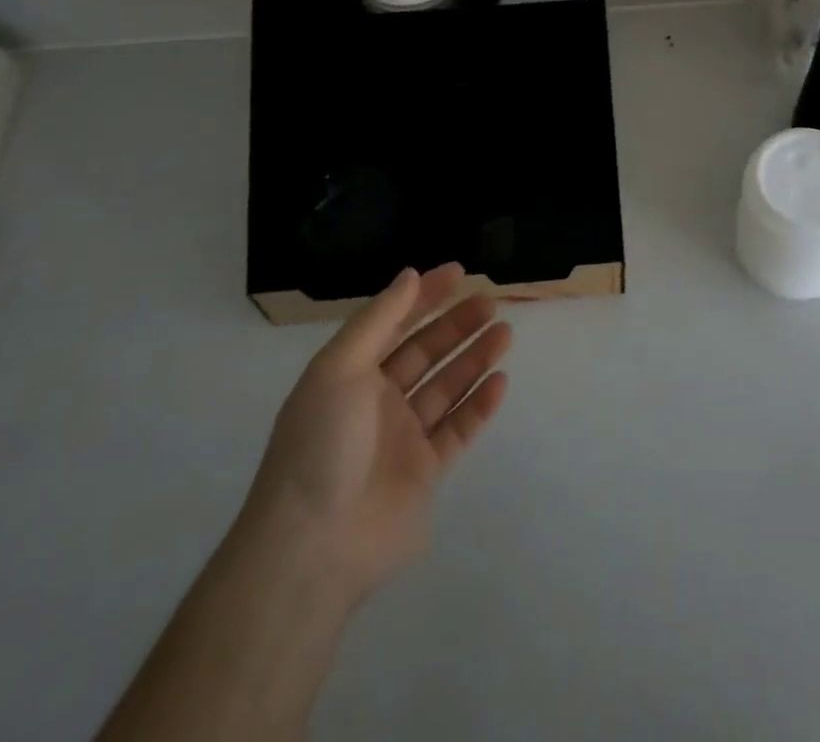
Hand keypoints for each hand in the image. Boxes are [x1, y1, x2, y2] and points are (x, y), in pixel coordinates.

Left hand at [247, 264, 510, 602]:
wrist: (314, 546)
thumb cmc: (322, 443)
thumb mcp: (340, 368)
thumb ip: (379, 319)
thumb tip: (411, 275)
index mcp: (351, 374)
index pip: (394, 323)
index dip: (425, 296)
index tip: (459, 273)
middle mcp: (377, 402)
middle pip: (425, 352)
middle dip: (457, 325)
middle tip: (491, 302)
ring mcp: (402, 438)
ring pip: (446, 387)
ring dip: (474, 358)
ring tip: (505, 333)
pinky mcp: (425, 473)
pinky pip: (458, 430)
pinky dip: (479, 405)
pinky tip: (500, 382)